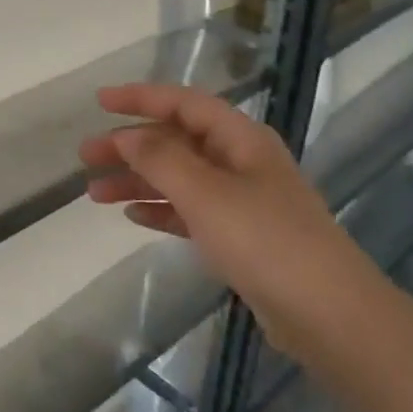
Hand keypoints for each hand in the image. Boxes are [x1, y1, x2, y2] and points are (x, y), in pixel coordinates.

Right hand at [79, 84, 373, 346]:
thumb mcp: (206, 193)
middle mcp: (240, 162)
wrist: (326, 313)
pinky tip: (132, 215)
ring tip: (95, 193)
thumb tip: (127, 135)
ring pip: (178, 178)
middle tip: (86, 156)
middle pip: (176, 141)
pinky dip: (160, 209)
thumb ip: (161, 159)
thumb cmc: (265, 241)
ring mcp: (241, 200)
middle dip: (130, 145)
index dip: (141, 98)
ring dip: (138, 180)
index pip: (184, 104)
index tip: (99, 102)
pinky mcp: (239, 236)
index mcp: (240, 139)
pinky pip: (189, 211)